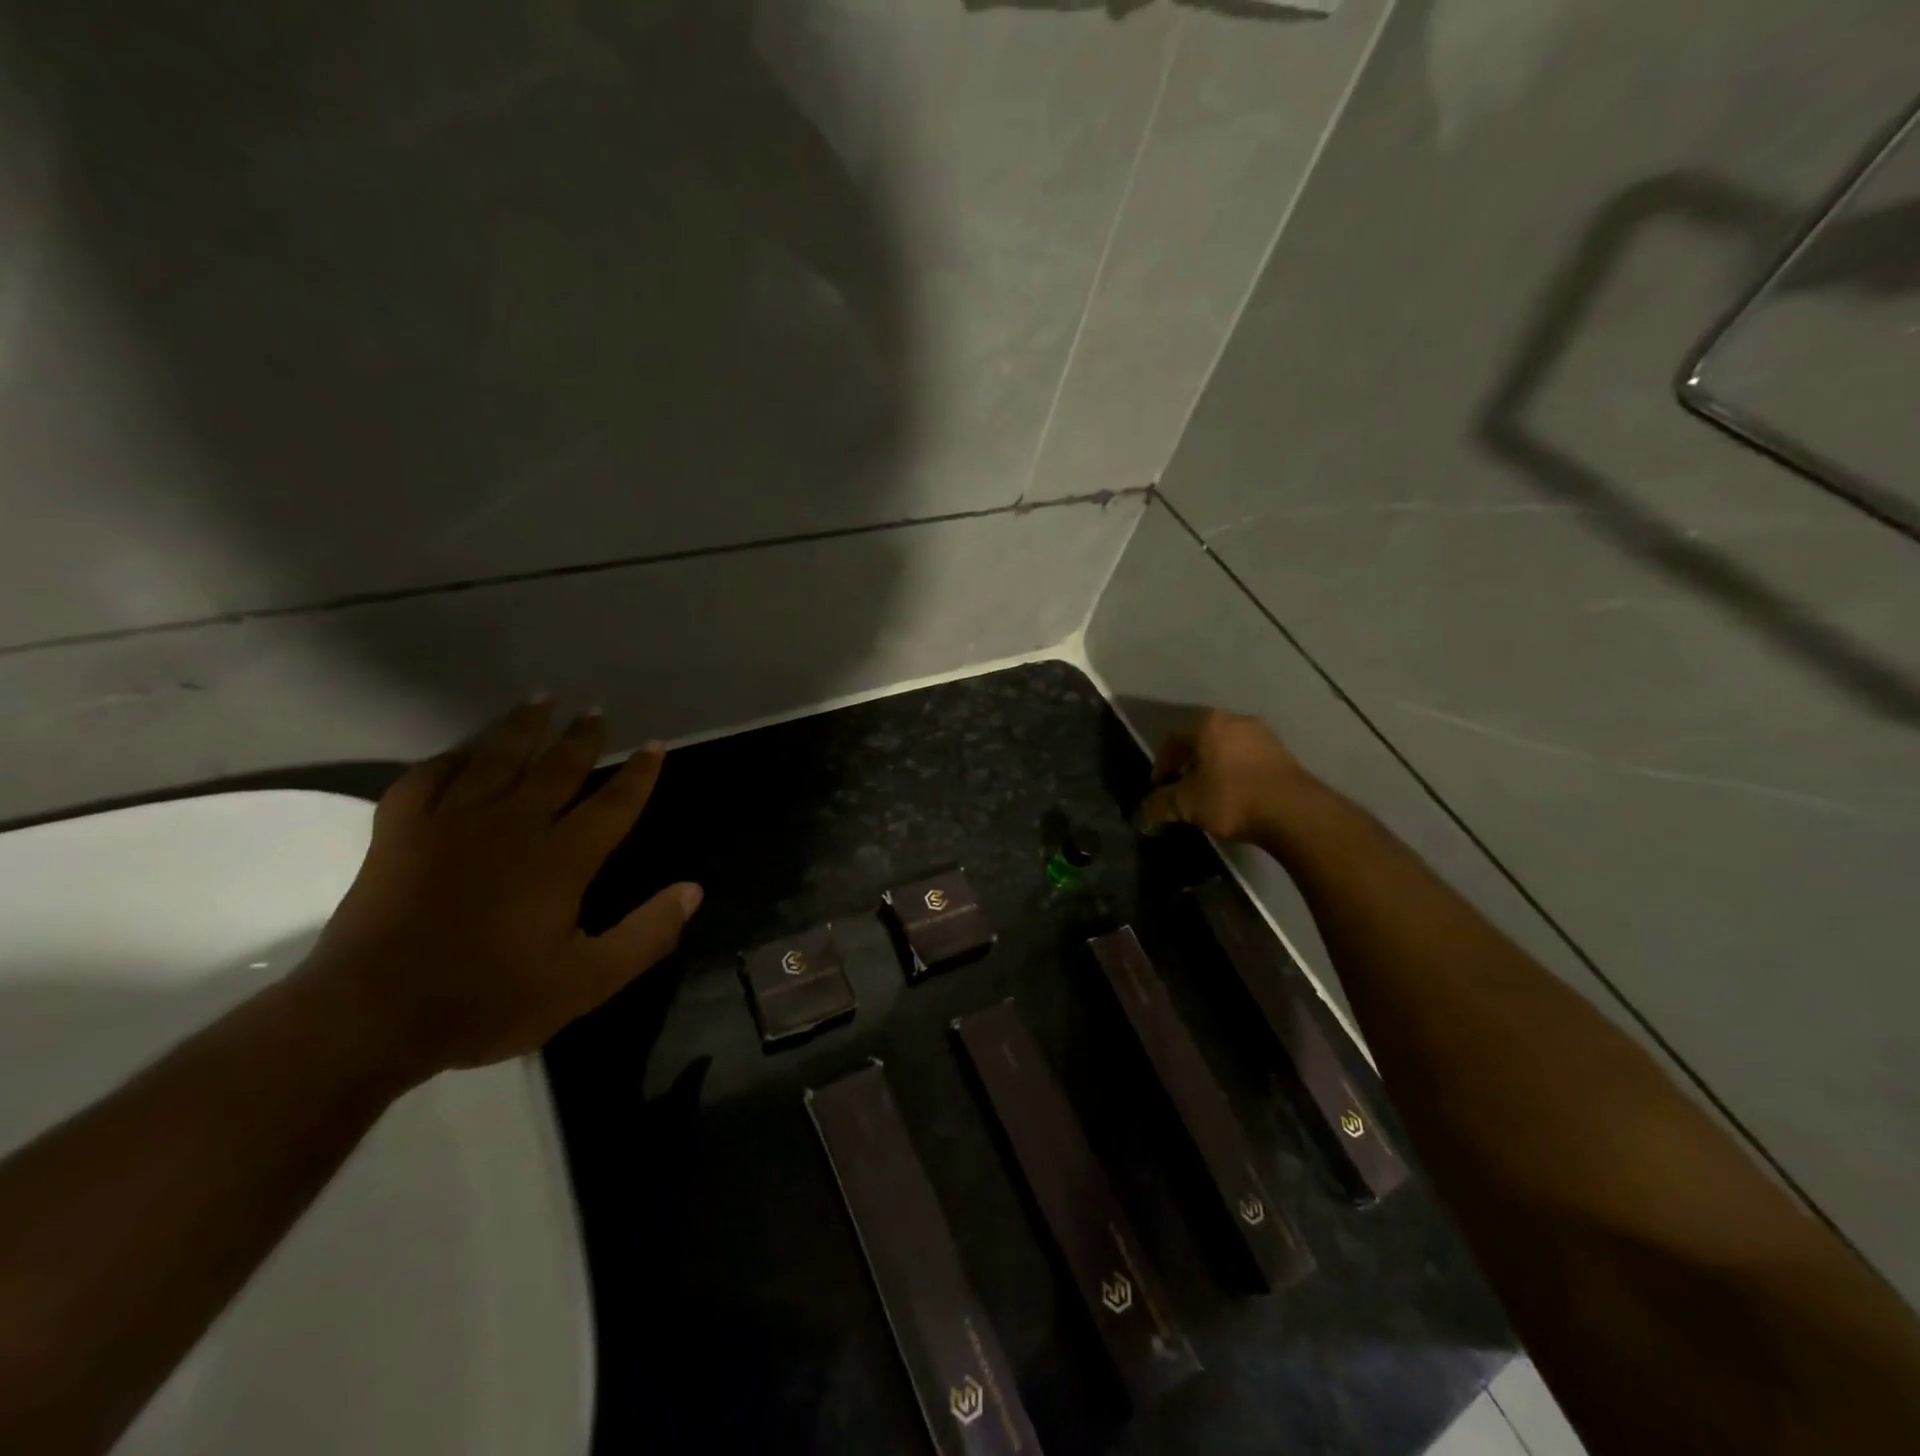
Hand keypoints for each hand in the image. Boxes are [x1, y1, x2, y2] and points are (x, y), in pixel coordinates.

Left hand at [300, 700, 702, 1086]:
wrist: (371, 1018)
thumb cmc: (489, 1000)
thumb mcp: (587, 982)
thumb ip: (646, 935)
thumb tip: (693, 890)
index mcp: (561, 858)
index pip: (613, 803)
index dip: (639, 774)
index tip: (655, 745)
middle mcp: (513, 826)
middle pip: (557, 768)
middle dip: (582, 737)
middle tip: (597, 710)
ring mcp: (451, 824)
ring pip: (495, 759)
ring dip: (522, 727)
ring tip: (541, 700)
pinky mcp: (401, 834)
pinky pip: (426, 779)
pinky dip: (447, 760)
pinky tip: (461, 753)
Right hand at [1140, 709, 1308, 843]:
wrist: (1293, 812)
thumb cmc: (1231, 798)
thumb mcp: (1187, 804)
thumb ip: (1161, 804)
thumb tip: (1144, 812)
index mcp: (1208, 724)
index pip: (1173, 740)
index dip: (1161, 764)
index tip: (1158, 787)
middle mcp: (1236, 720)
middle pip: (1201, 741)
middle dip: (1187, 764)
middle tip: (1180, 788)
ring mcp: (1263, 735)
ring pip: (1225, 749)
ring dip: (1212, 768)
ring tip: (1207, 794)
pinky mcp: (1283, 754)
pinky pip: (1247, 759)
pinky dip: (1234, 773)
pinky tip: (1233, 795)